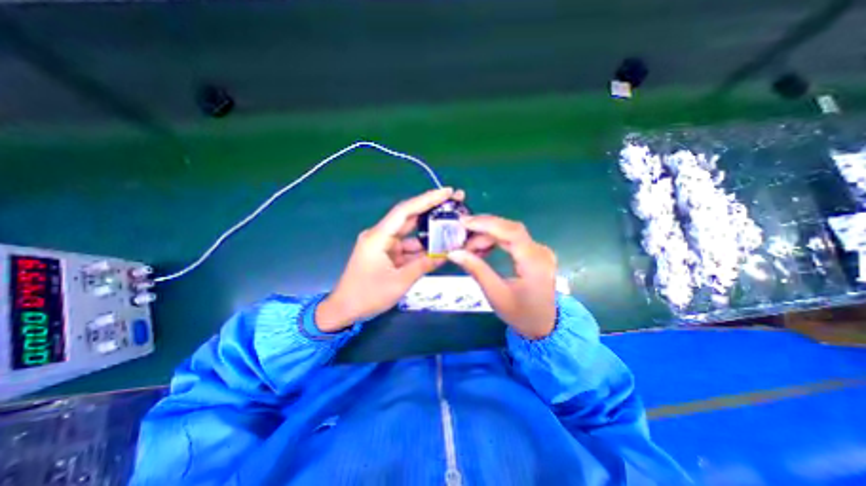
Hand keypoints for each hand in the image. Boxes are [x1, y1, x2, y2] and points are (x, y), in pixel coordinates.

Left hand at [317, 187, 462, 332]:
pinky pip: (407, 246)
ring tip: (451, 226)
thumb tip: (446, 254)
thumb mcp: (399, 282)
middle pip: (409, 217)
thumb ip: (423, 265)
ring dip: (429, 231)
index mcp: (379, 237)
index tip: (447, 192)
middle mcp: (381, 235)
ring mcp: (384, 244)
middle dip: (431, 210)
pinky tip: (438, 247)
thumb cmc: (368, 296)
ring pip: (410, 233)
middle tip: (453, 203)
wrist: (345, 310)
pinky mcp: (386, 253)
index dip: (426, 199)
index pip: (405, 211)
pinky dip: (421, 247)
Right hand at [447, 215, 554, 340]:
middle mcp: (540, 251)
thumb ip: (476, 270)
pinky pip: (512, 240)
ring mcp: (539, 251)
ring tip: (469, 248)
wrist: (543, 325)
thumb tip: (454, 253)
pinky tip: (482, 250)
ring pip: (510, 233)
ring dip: (487, 236)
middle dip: (483, 230)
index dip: (487, 224)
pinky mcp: (534, 253)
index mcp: (535, 263)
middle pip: (509, 229)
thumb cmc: (520, 314)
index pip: (511, 232)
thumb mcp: (495, 294)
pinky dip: (495, 241)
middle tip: (461, 237)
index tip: (464, 223)